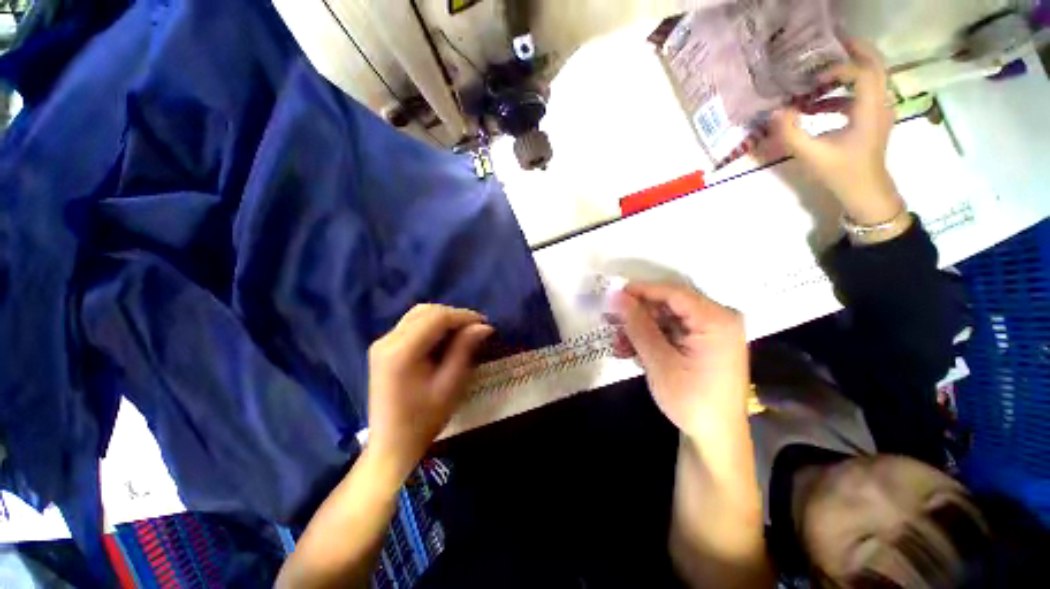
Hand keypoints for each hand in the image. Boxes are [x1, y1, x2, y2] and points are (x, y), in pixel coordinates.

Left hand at [367, 304, 492, 477]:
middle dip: (453, 315)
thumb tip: (484, 326)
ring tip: (462, 331)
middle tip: (475, 328)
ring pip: (417, 315)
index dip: (463, 316)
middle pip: (425, 311)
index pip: (436, 318)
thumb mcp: (450, 385)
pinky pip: (411, 325)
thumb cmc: (424, 419)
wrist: (392, 445)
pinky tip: (444, 338)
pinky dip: (431, 325)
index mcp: (401, 352)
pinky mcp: (383, 349)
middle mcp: (387, 341)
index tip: (484, 322)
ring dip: (442, 318)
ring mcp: (381, 344)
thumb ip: (465, 350)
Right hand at [612, 282, 748, 439]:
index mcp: (716, 320)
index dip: (641, 291)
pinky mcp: (704, 344)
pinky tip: (631, 351)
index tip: (613, 295)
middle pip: (669, 305)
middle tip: (610, 321)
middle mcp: (718, 320)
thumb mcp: (659, 361)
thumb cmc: (691, 400)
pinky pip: (672, 332)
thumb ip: (638, 325)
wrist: (716, 438)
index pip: (673, 293)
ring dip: (640, 330)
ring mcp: (711, 332)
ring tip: (618, 343)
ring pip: (667, 319)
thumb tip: (616, 297)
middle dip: (637, 314)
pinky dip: (651, 339)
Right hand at [771, 38, 904, 225]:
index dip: (839, 69)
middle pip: (875, 66)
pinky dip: (840, 94)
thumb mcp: (812, 155)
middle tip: (831, 44)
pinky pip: (859, 97)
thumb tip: (775, 112)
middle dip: (855, 52)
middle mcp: (879, 104)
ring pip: (869, 79)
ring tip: (817, 78)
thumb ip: (791, 133)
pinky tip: (816, 106)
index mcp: (870, 110)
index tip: (814, 78)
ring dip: (845, 74)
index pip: (862, 73)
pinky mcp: (871, 121)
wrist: (865, 193)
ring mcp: (877, 112)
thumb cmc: (842, 174)